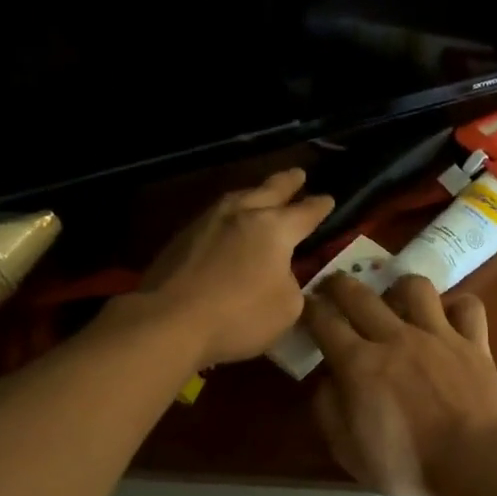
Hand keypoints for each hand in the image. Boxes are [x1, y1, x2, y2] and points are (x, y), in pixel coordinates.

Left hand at [137, 168, 333, 368]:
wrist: (168, 322)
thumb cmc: (239, 315)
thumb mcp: (288, 307)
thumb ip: (292, 284)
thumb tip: (281, 275)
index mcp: (275, 228)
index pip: (305, 212)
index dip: (320, 206)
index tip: (329, 199)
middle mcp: (242, 214)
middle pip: (269, 190)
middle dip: (287, 182)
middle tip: (298, 174)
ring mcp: (207, 222)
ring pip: (238, 199)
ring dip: (255, 194)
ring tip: (261, 194)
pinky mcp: (181, 238)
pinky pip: (216, 217)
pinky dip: (230, 216)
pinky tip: (229, 225)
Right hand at [304, 273, 496, 495]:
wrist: (475, 461)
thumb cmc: (408, 464)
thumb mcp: (349, 452)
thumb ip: (329, 411)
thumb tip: (326, 382)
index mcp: (359, 364)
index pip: (324, 321)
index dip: (309, 309)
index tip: (304, 307)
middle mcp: (396, 338)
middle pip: (360, 295)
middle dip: (340, 284)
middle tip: (334, 287)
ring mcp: (438, 335)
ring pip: (415, 287)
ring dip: (400, 287)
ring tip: (397, 299)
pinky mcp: (474, 342)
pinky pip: (468, 307)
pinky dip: (457, 307)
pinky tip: (450, 318)